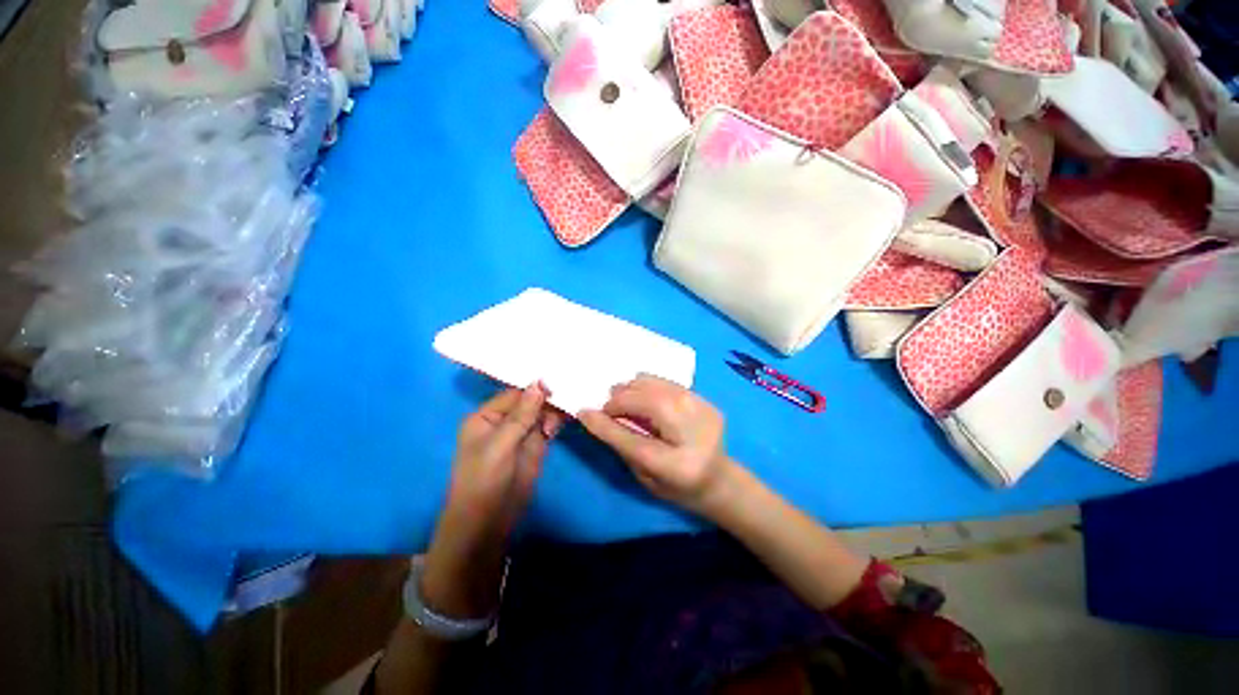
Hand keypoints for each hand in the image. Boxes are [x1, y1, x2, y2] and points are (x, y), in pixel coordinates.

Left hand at [423, 383, 563, 617]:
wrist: (488, 523)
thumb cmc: (484, 481)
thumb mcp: (500, 445)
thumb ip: (521, 415)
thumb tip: (539, 384)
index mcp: (487, 417)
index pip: (514, 394)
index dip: (535, 387)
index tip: (559, 377)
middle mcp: (505, 421)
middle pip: (530, 401)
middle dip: (549, 395)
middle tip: (573, 385)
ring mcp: (522, 434)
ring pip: (542, 413)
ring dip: (556, 407)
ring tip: (575, 398)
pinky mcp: (536, 446)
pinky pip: (548, 426)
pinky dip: (559, 420)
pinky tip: (571, 413)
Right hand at [578, 375, 733, 515]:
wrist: (720, 480)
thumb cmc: (678, 487)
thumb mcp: (645, 477)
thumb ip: (623, 445)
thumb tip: (595, 415)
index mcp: (679, 467)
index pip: (634, 441)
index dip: (606, 424)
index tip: (584, 411)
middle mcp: (695, 432)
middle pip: (649, 402)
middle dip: (621, 398)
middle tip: (608, 405)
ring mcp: (704, 411)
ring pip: (658, 385)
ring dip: (633, 388)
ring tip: (623, 399)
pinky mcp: (706, 400)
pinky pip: (667, 382)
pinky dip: (648, 387)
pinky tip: (643, 398)